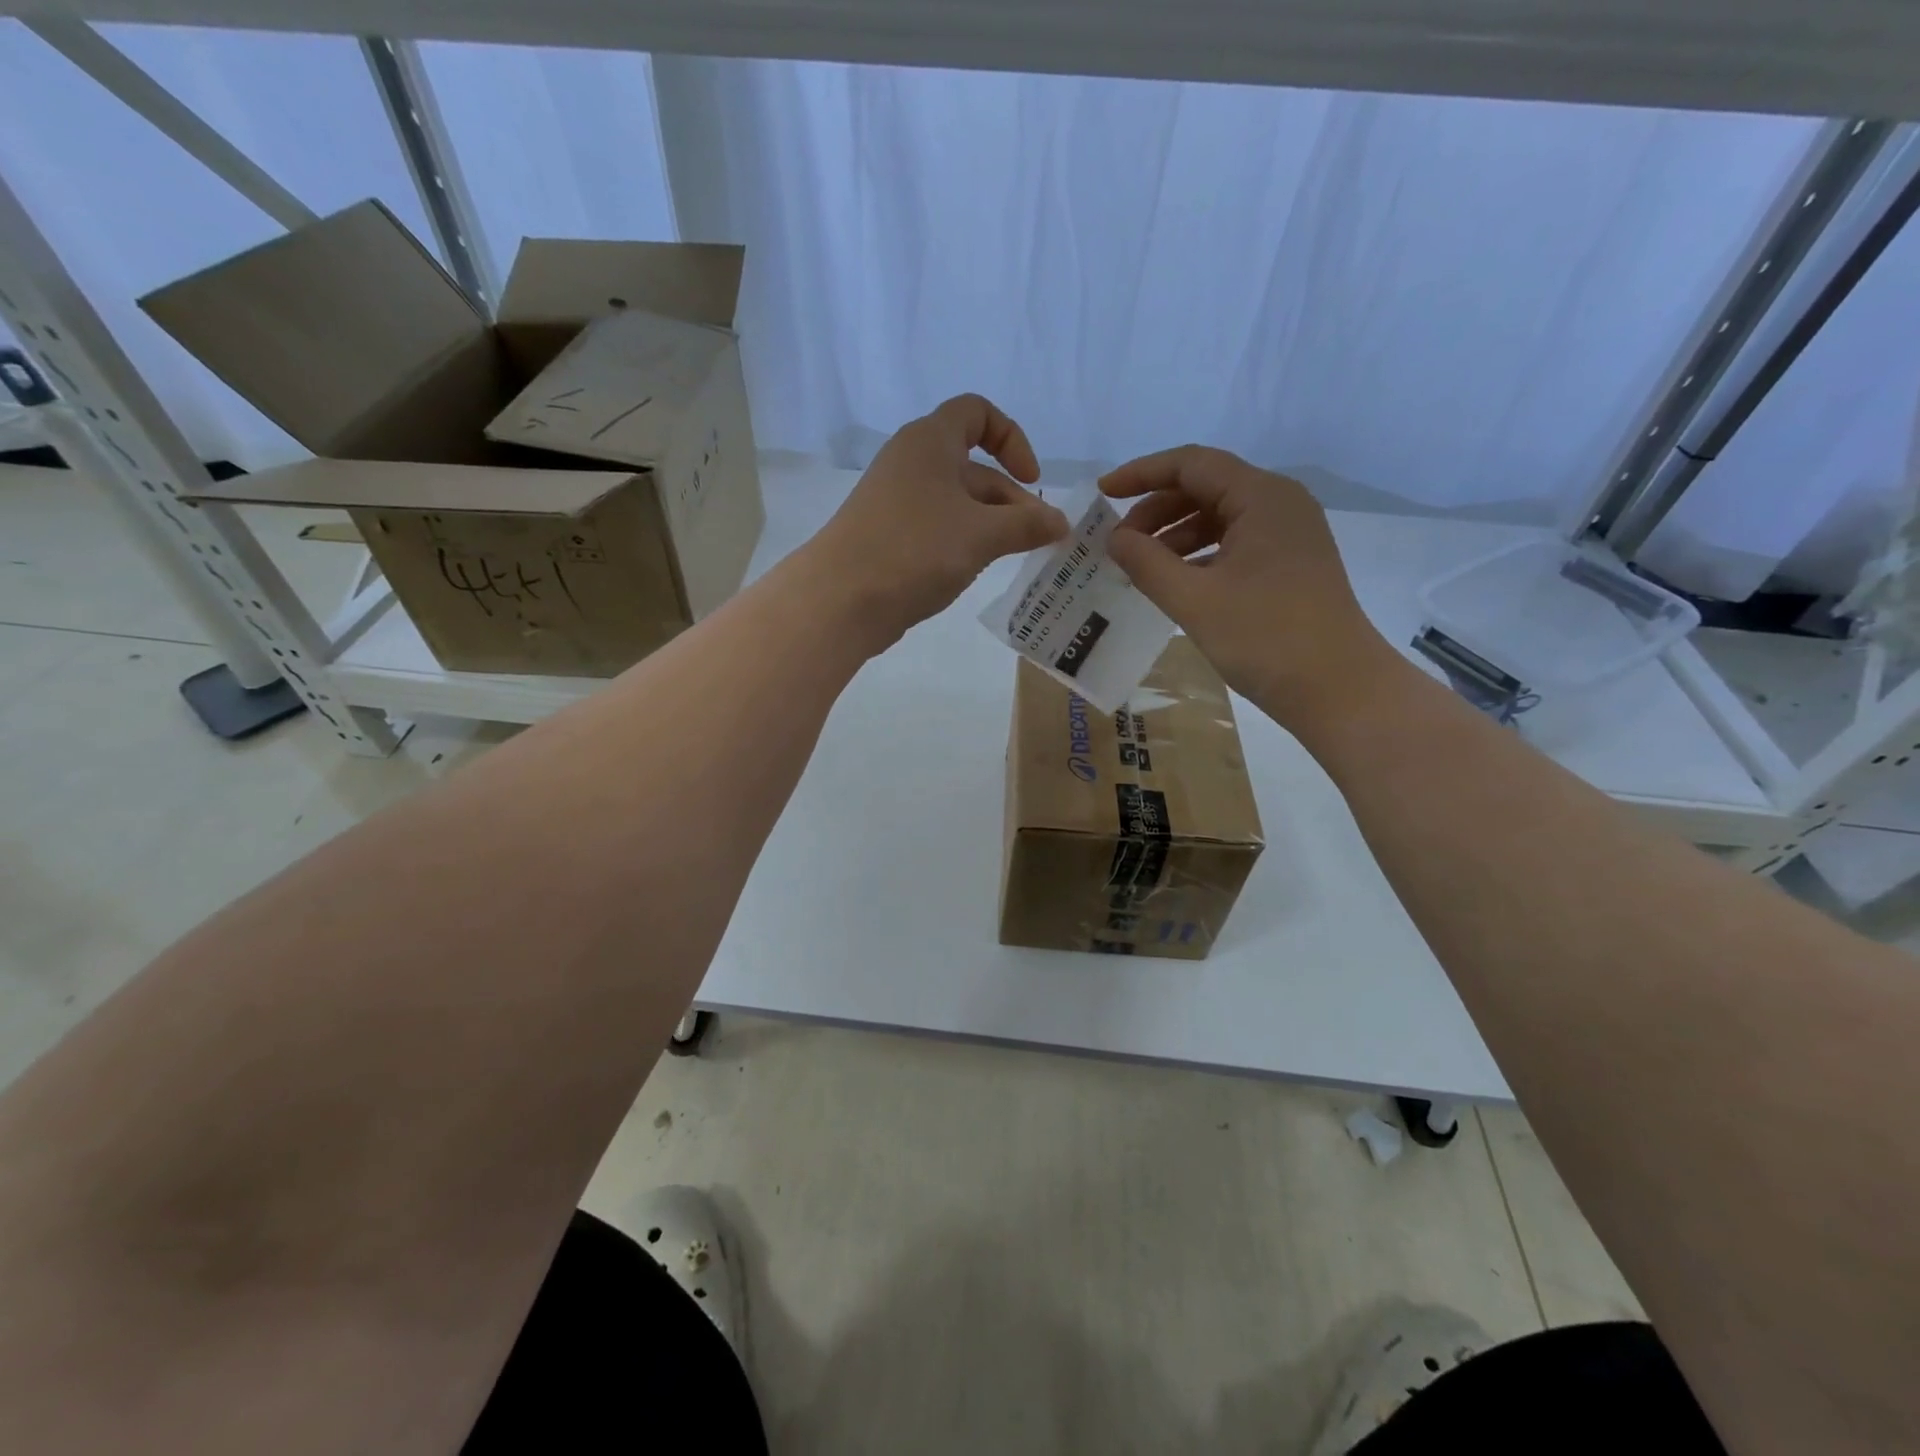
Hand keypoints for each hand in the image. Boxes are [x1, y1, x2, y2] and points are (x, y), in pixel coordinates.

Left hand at [810, 394, 1068, 648]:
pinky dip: (963, 541)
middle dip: (1010, 498)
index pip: (977, 412)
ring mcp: (897, 501)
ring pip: (957, 502)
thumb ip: (1027, 525)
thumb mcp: (982, 534)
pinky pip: (937, 527)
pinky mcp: (889, 535)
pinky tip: (976, 568)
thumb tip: (1061, 523)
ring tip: (1014, 557)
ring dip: (991, 524)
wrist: (842, 599)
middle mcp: (911, 462)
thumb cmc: (916, 550)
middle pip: (973, 466)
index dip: (1012, 438)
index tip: (1031, 480)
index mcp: (930, 441)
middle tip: (1038, 538)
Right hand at [1101, 446, 1398, 721]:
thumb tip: (1114, 538)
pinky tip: (1176, 583)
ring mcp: (1289, 534)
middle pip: (1206, 487)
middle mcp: (1280, 504)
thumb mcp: (1194, 600)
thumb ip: (1147, 563)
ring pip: (1220, 517)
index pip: (1191, 464)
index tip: (1103, 494)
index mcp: (1262, 497)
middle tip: (1119, 545)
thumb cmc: (1265, 638)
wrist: (1339, 689)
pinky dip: (1200, 555)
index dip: (1142, 474)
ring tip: (1141, 567)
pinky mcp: (1291, 563)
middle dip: (1156, 511)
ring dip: (1175, 535)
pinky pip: (1235, 543)